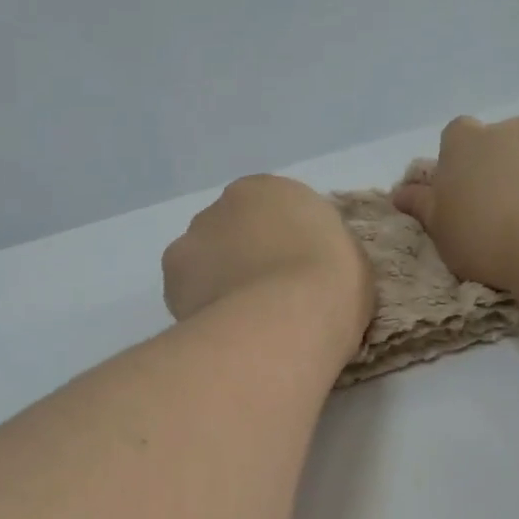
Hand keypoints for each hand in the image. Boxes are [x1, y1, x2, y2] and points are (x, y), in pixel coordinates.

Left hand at [163, 175, 372, 356]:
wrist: (286, 316)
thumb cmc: (331, 283)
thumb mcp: (346, 257)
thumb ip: (316, 251)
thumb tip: (300, 268)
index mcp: (272, 190)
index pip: (271, 212)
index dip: (279, 246)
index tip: (290, 276)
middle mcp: (225, 203)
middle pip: (230, 231)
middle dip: (241, 259)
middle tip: (262, 300)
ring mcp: (193, 236)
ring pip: (202, 259)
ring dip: (214, 281)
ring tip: (238, 321)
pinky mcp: (171, 273)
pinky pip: (185, 289)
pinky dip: (197, 304)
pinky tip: (217, 329)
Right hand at [392, 115, 518, 296]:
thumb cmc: (488, 235)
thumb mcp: (441, 230)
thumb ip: (423, 207)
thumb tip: (401, 192)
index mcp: (467, 143)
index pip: (455, 136)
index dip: (457, 163)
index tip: (461, 194)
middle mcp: (516, 129)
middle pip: (503, 144)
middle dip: (502, 170)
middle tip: (500, 215)